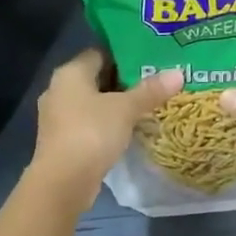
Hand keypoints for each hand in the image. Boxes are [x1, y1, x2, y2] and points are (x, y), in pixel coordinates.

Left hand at [31, 49, 182, 199]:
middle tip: (154, 81)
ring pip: (92, 102)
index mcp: (70, 73)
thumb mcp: (125, 109)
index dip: (124, 55)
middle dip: (123, 81)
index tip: (149, 59)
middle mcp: (58, 89)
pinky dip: (106, 123)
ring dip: (115, 104)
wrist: (62, 182)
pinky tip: (128, 129)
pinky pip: (88, 123)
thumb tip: (178, 73)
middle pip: (96, 78)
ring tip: (146, 105)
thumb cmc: (91, 133)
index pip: (99, 52)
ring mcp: (57, 117)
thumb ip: (150, 90)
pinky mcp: (61, 140)